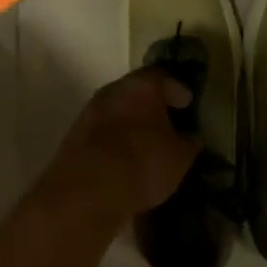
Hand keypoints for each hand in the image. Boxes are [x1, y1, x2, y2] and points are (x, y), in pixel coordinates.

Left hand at [41, 70, 201, 221]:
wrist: (88, 188)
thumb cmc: (143, 162)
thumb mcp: (179, 158)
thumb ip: (187, 143)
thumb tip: (190, 138)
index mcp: (142, 86)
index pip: (163, 77)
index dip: (176, 90)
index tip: (186, 104)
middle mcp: (114, 89)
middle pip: (136, 91)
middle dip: (151, 105)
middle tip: (166, 121)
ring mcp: (90, 111)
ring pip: (117, 110)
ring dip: (130, 122)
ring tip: (145, 142)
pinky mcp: (75, 135)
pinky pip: (102, 131)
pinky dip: (114, 139)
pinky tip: (123, 158)